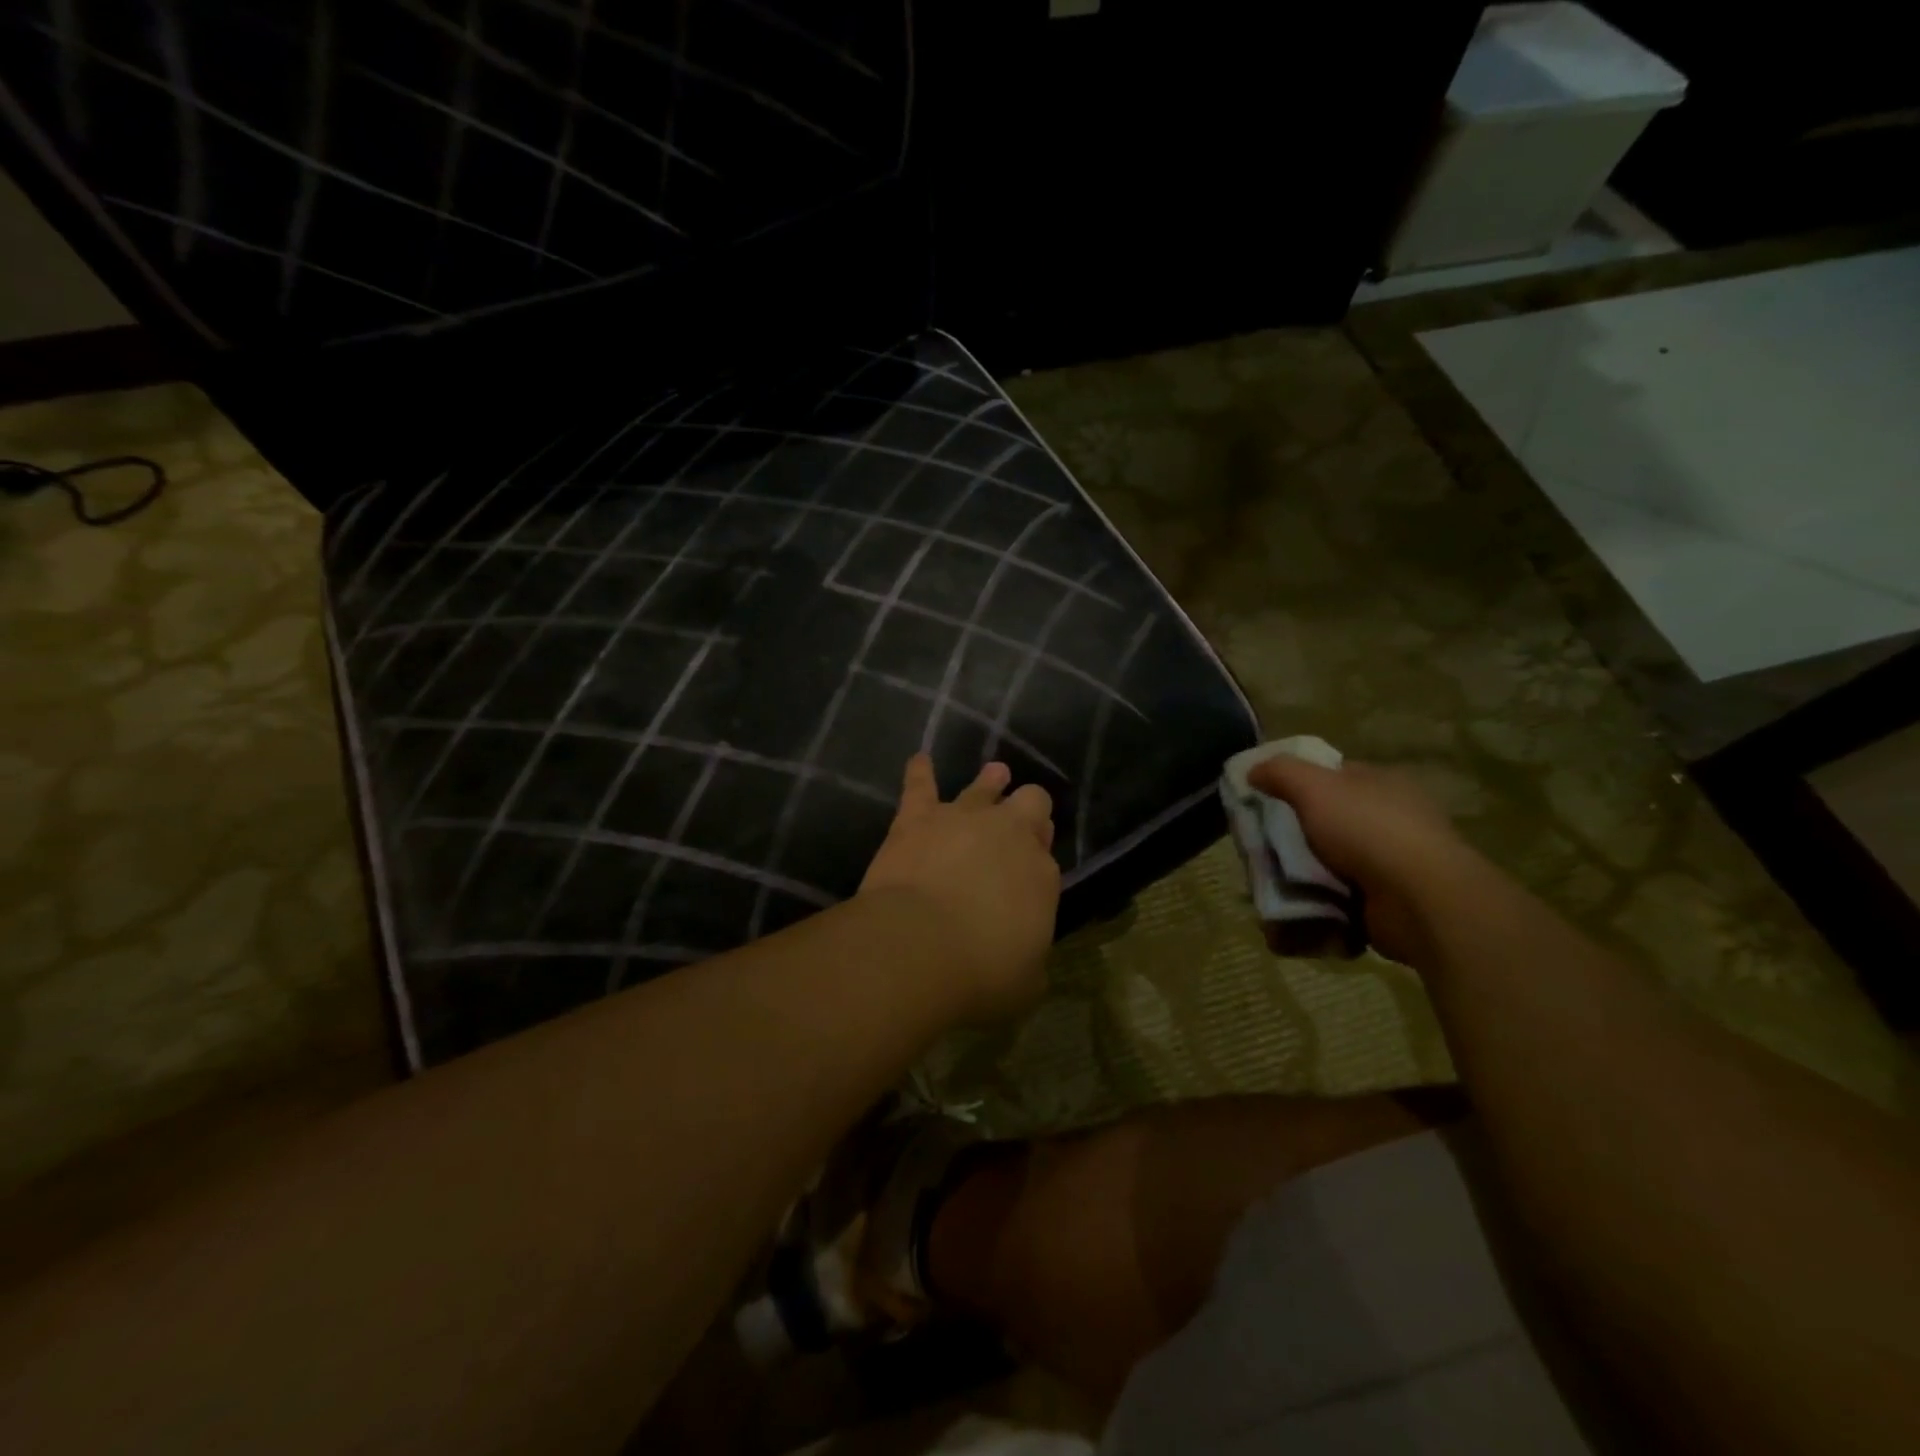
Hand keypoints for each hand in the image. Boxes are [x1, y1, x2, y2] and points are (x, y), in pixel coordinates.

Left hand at [859, 754, 1060, 1021]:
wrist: (919, 947)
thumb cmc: (980, 974)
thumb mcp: (1025, 982)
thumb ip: (1030, 959)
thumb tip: (1025, 956)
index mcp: (1042, 874)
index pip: (1047, 860)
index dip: (1038, 865)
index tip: (1028, 880)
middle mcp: (1009, 835)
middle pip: (1030, 804)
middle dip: (1029, 810)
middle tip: (1023, 819)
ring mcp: (963, 819)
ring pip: (984, 787)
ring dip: (990, 782)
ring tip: (995, 773)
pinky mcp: (918, 818)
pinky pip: (920, 785)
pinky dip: (920, 772)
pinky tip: (920, 760)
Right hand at [1247, 755, 1477, 970]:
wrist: (1420, 901)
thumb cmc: (1368, 831)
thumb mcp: (1315, 787)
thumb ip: (1281, 773)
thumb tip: (1253, 770)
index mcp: (1381, 785)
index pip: (1332, 777)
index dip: (1296, 785)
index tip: (1263, 801)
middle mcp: (1389, 821)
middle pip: (1324, 824)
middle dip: (1290, 840)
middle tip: (1259, 851)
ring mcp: (1389, 865)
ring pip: (1327, 866)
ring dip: (1297, 879)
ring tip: (1267, 888)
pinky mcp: (1384, 905)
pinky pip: (1336, 902)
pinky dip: (1313, 909)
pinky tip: (1289, 914)